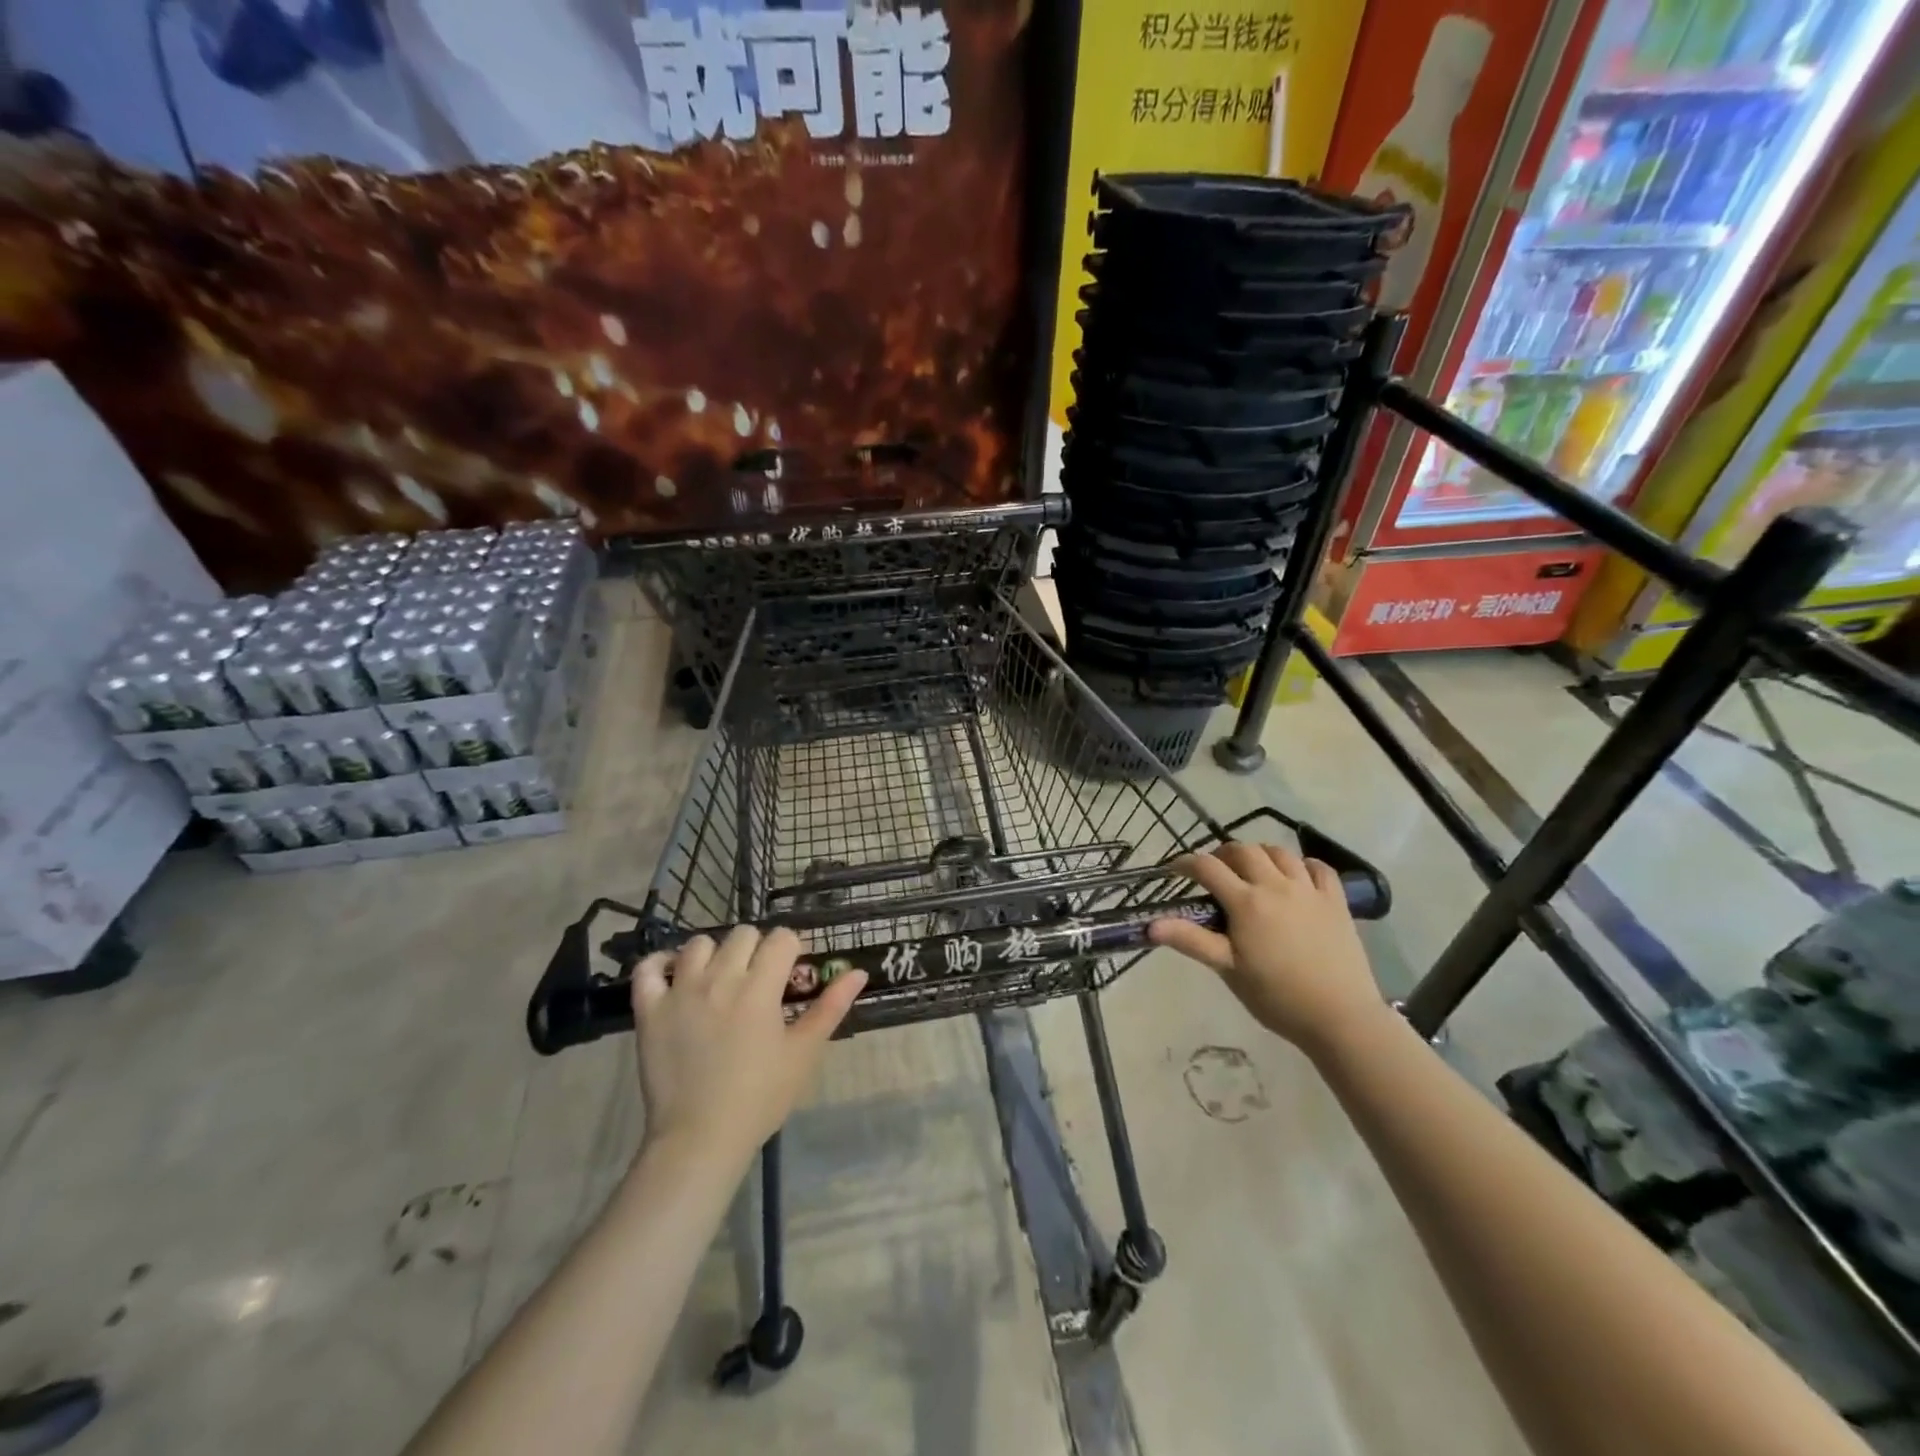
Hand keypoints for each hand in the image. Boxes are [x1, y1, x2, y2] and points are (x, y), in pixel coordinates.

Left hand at [630, 926, 866, 1165]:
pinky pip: (648, 968)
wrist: (700, 1138)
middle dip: (756, 949)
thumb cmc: (760, 1097)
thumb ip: (831, 1007)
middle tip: (758, 981)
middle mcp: (720, 978)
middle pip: (743, 934)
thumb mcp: (803, 1052)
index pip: (781, 938)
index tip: (789, 975)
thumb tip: (858, 972)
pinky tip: (674, 976)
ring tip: (719, 980)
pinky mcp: (650, 1009)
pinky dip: (661, 964)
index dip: (790, 951)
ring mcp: (680, 991)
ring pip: (699, 944)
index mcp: (760, 987)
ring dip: (714, 954)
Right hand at [1148, 843, 1385, 1054]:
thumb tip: (1151, 924)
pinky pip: (1319, 868)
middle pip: (1244, 850)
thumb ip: (1191, 941)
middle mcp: (1276, 886)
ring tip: (1252, 870)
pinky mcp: (1336, 901)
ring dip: (1260, 854)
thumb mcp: (1228, 969)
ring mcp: (1309, 890)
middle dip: (1223, 854)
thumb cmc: (1277, 996)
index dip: (1186, 863)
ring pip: (1280, 853)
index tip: (1174, 870)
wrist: (1340, 1017)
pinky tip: (1296, 876)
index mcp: (1246, 902)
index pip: (1208, 868)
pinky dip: (1302, 864)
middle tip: (1214, 871)